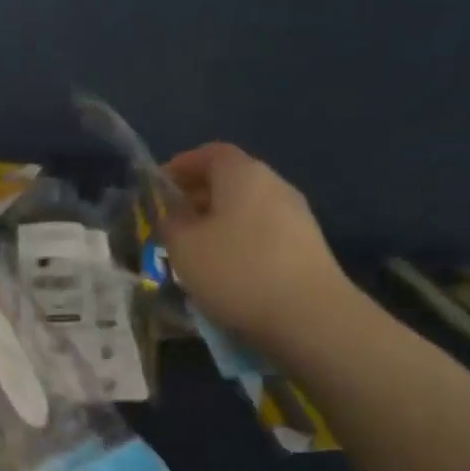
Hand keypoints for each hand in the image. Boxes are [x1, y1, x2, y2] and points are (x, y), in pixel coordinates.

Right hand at [161, 144, 347, 341]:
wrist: (310, 317)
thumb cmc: (237, 271)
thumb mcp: (183, 247)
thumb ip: (170, 223)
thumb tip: (173, 214)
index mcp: (243, 174)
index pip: (210, 153)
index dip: (182, 165)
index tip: (159, 186)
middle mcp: (274, 185)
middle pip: (231, 180)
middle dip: (198, 197)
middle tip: (172, 223)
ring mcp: (297, 216)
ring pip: (247, 209)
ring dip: (219, 223)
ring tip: (196, 251)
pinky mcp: (307, 247)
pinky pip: (263, 232)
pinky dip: (240, 242)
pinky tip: (227, 271)